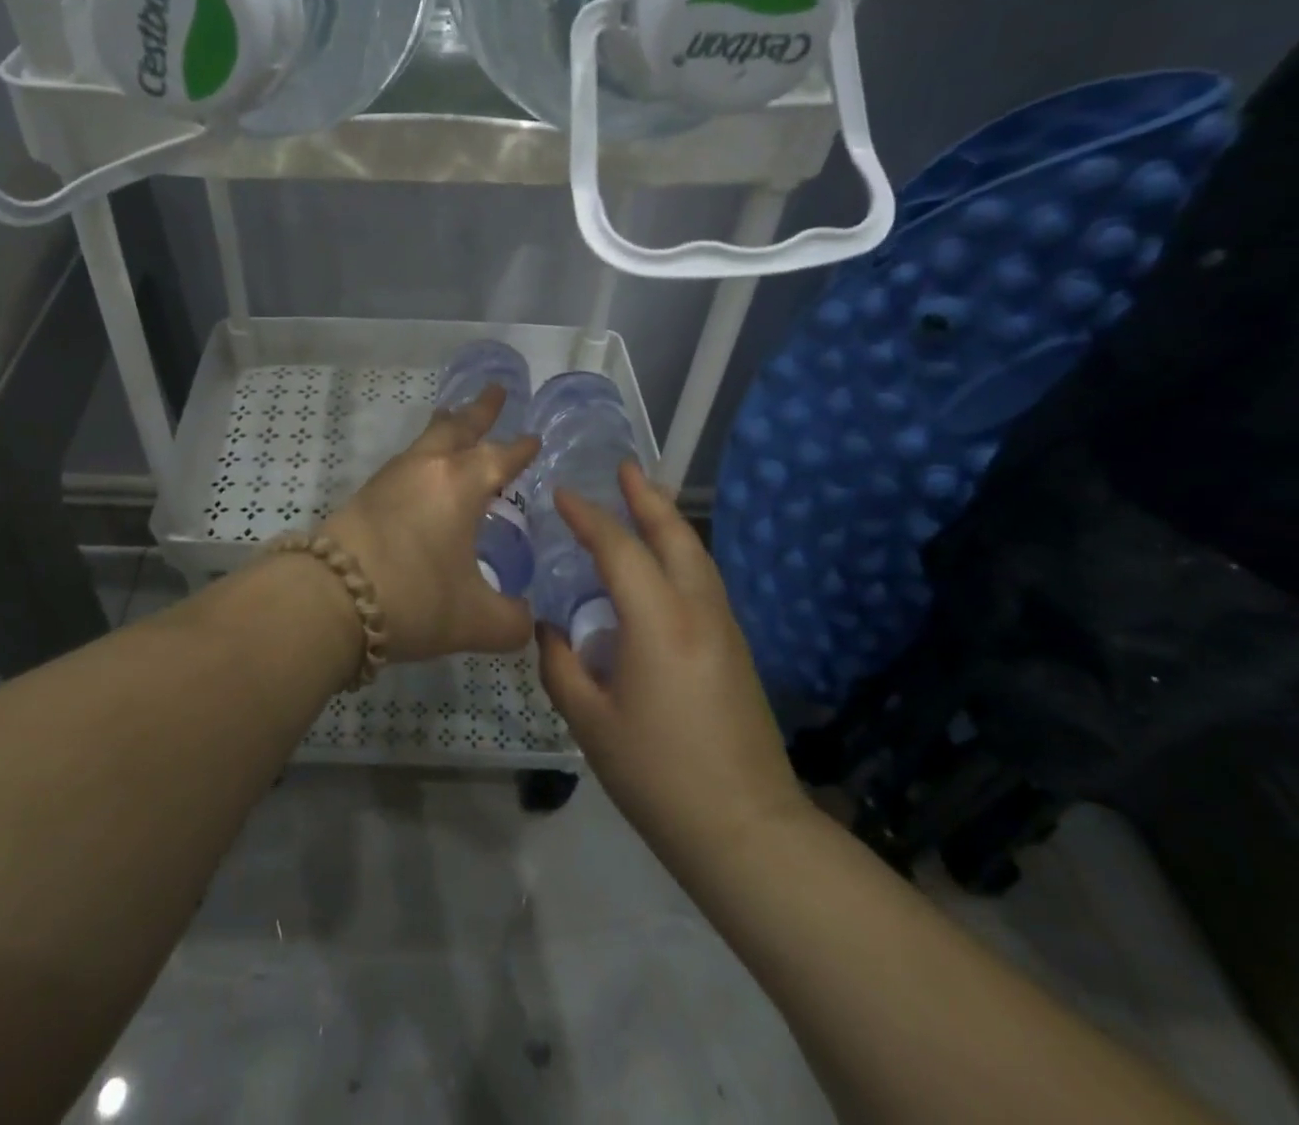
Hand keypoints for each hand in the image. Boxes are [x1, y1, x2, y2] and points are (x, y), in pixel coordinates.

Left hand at [320, 385, 539, 663]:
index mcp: (460, 485)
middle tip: (496, 389)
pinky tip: (420, 472)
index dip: (521, 449)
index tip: (534, 438)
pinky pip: (404, 461)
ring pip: (425, 440)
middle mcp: (426, 469)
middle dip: (480, 410)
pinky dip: (422, 454)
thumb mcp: (475, 621)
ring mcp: (391, 478)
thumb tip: (528, 623)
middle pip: (458, 428)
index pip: (500, 457)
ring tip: (452, 416)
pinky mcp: (365, 494)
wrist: (330, 598)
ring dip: (445, 427)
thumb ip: (512, 622)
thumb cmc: (414, 598)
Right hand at [538, 463, 813, 866]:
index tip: (562, 493)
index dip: (589, 517)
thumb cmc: (659, 776)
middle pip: (675, 537)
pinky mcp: (736, 649)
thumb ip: (562, 666)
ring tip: (645, 501)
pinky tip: (662, 564)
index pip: (620, 550)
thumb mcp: (592, 723)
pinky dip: (680, 554)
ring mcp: (724, 628)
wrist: (747, 830)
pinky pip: (704, 581)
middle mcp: (698, 611)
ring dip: (669, 522)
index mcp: (659, 623)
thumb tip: (551, 630)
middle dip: (647, 498)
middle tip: (624, 468)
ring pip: (697, 556)